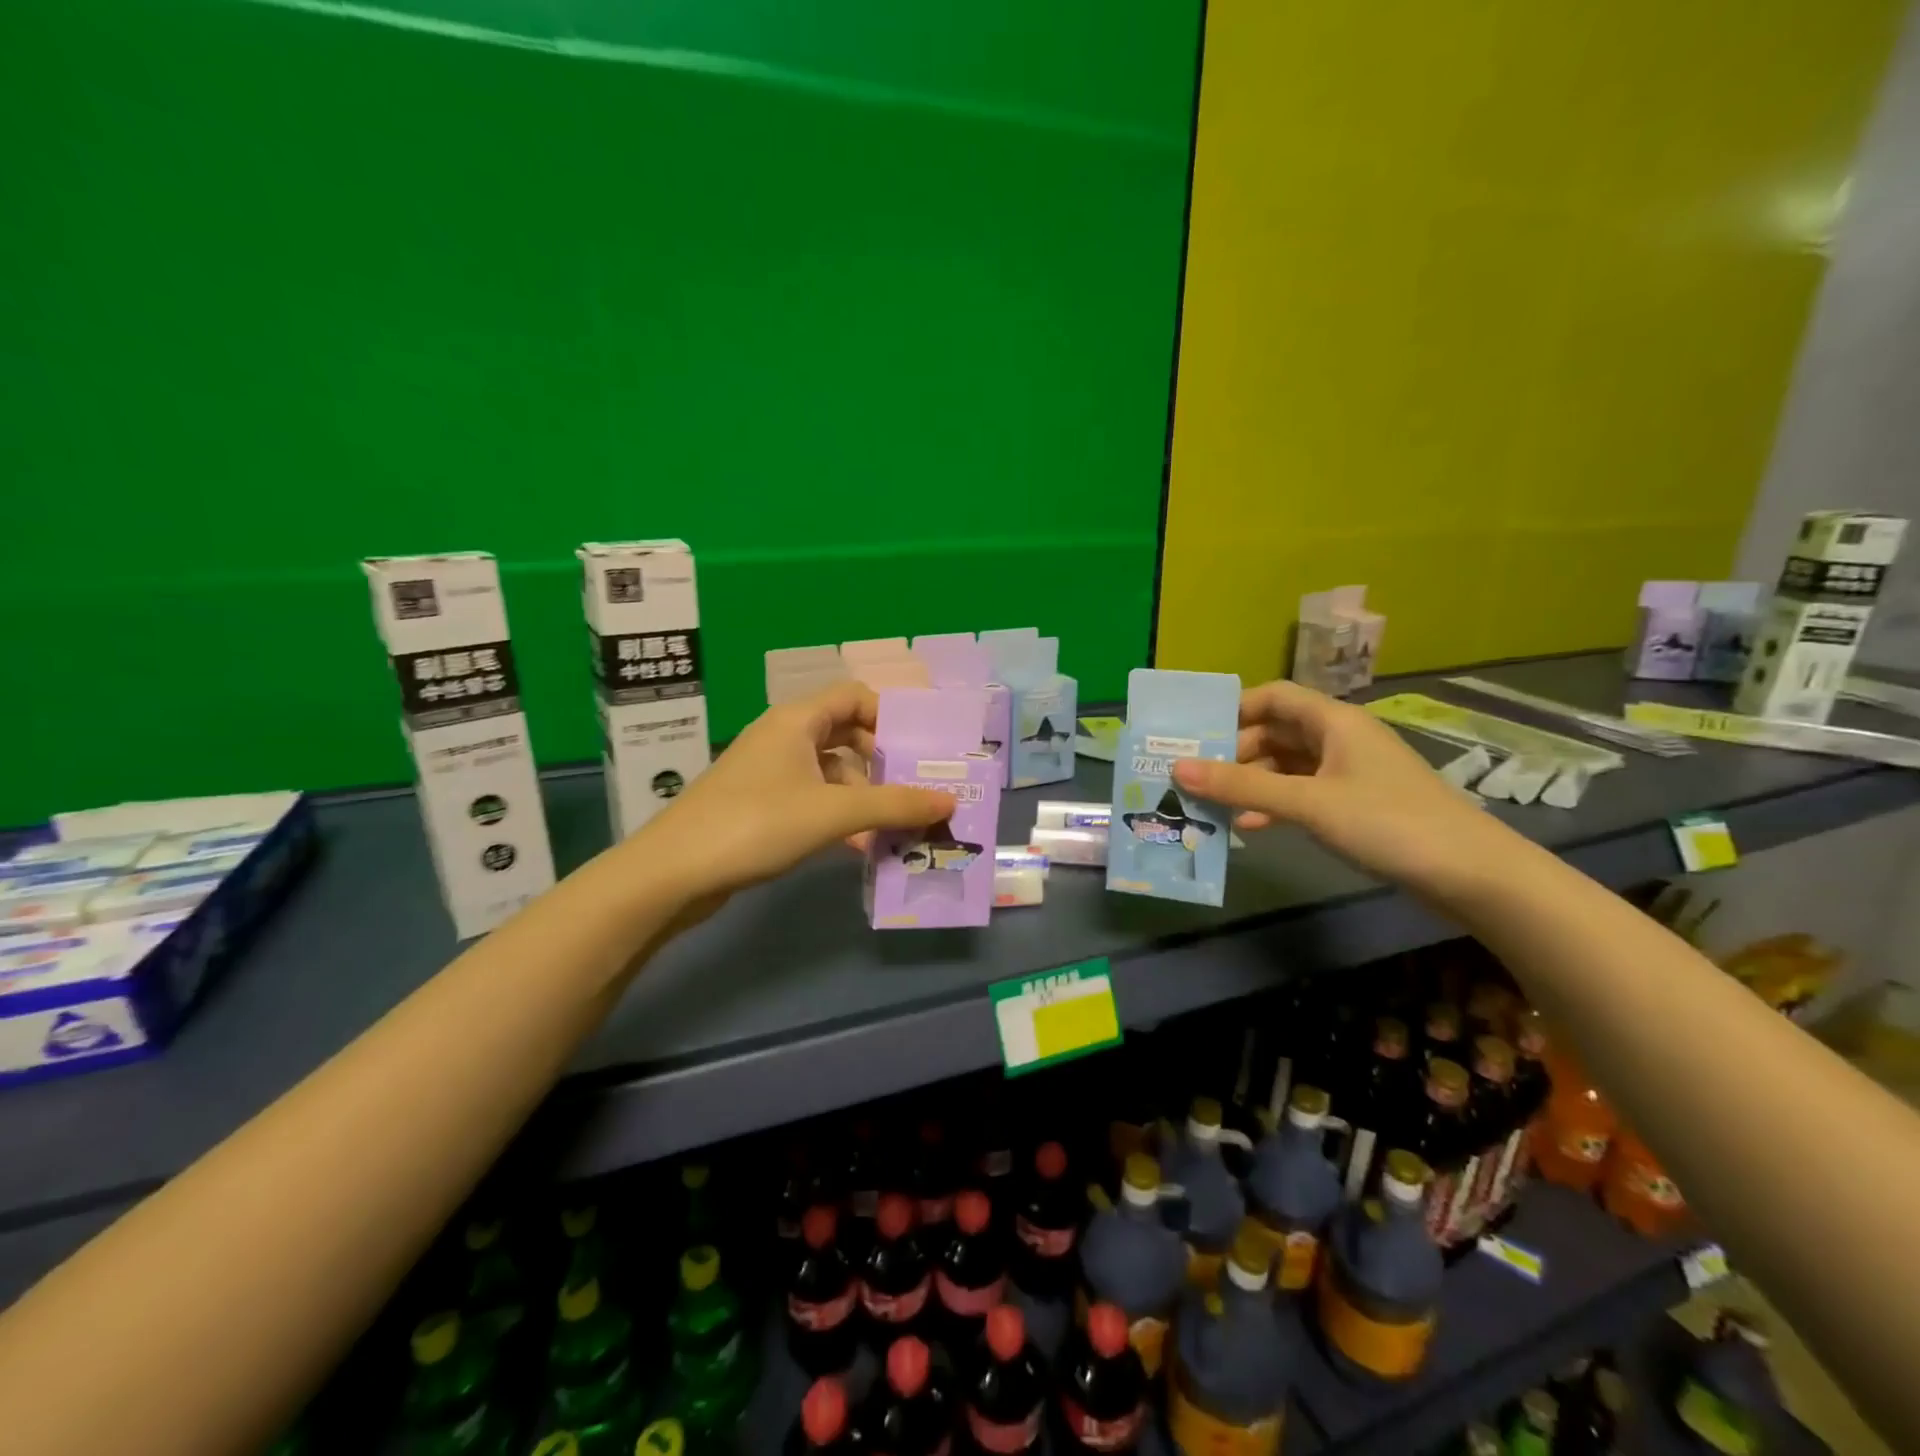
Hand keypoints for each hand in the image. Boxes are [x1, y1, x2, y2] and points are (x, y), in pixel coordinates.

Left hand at [629, 682, 956, 902]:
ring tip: (894, 827)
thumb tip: (949, 801)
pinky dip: (838, 815)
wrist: (674, 872)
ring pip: (831, 771)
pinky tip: (858, 847)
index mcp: (798, 720)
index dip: (890, 717)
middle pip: (847, 734)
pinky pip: (813, 798)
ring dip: (863, 796)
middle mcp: (784, 736)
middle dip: (883, 763)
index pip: (855, 696)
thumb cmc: (756, 824)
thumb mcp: (833, 813)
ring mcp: (769, 771)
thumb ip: (894, 805)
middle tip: (916, 790)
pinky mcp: (760, 804)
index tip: (919, 750)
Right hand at [1170, 679, 1528, 900]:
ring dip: (1251, 783)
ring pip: (1286, 766)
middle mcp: (1339, 738)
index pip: (1274, 696)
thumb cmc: (1387, 822)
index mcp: (1334, 721)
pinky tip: (1250, 827)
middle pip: (1275, 732)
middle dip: (1234, 752)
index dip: (1234, 710)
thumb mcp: (1308, 803)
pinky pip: (1302, 793)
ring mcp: (1348, 772)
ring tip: (1212, 805)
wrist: (1470, 874)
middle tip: (1193, 777)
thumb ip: (1242, 787)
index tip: (1195, 735)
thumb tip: (1177, 769)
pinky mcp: (1354, 804)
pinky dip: (1274, 804)